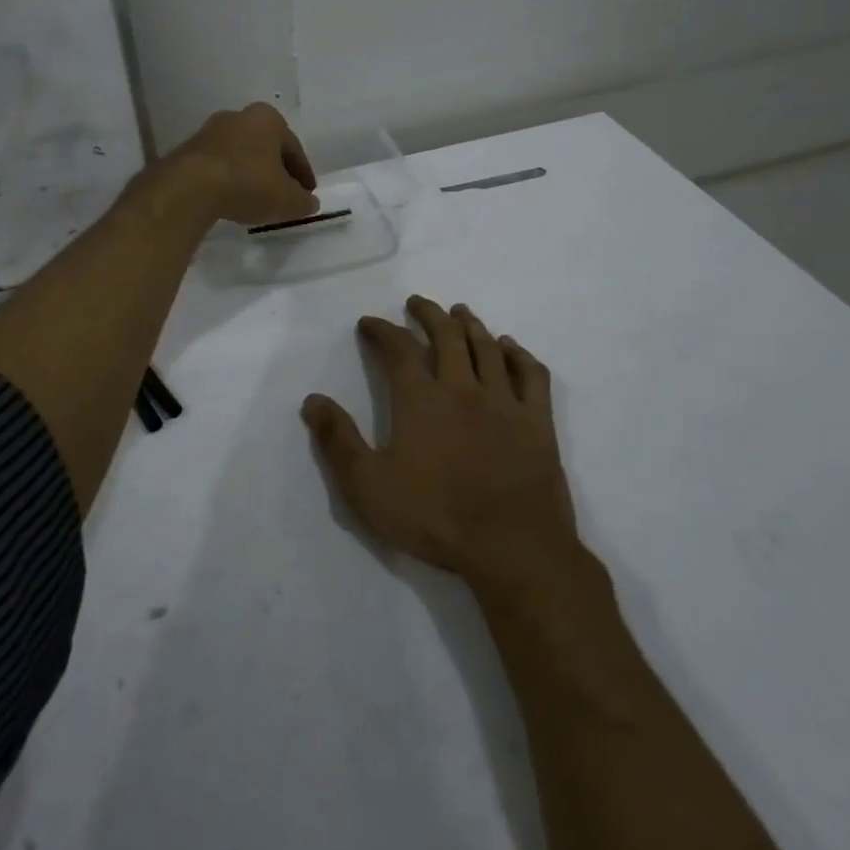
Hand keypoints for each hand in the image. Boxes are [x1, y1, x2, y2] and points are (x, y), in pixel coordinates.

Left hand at [163, 102, 318, 227]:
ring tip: (255, 201)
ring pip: (240, 156)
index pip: (294, 149)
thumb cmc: (249, 184)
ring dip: (250, 175)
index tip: (306, 195)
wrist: (191, 187)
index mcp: (268, 119)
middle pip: (266, 149)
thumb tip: (309, 203)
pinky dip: (228, 180)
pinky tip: (231, 199)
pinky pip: (218, 166)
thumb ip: (303, 202)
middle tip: (283, 196)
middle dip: (275, 171)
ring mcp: (210, 131)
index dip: (303, 175)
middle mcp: (239, 116)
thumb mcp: (287, 200)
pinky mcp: (189, 150)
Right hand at [303, 296, 579, 589]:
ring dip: (470, 325)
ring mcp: (504, 401)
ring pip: (486, 348)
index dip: (381, 330)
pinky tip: (511, 348)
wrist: (512, 546)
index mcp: (420, 399)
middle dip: (428, 314)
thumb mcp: (368, 486)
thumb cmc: (435, 517)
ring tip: (460, 312)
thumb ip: (337, 441)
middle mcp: (462, 387)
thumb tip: (312, 400)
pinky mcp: (537, 421)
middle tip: (417, 303)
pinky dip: (519, 355)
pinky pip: (531, 375)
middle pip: (446, 336)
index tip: (369, 323)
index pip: (398, 349)